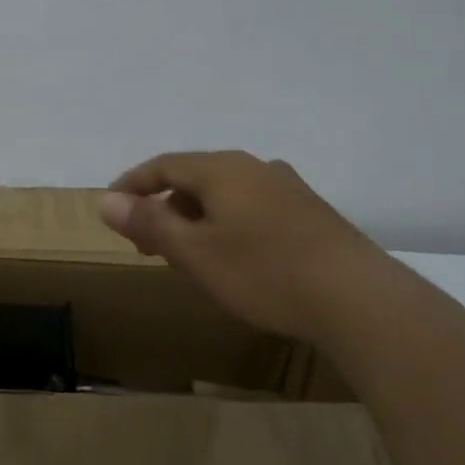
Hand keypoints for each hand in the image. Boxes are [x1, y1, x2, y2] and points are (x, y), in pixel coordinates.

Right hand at [98, 151, 386, 341]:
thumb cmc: (264, 272)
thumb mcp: (194, 252)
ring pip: (225, 195)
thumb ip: (149, 223)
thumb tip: (105, 200)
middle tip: (147, 243)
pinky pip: (252, 208)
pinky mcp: (310, 214)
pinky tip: (235, 258)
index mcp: (222, 169)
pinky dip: (227, 225)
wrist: (359, 300)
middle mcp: (255, 167)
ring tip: (188, 255)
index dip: (133, 184)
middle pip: (195, 178)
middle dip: (165, 206)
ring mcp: (287, 188)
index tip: (112, 207)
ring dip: (197, 218)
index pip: (163, 165)